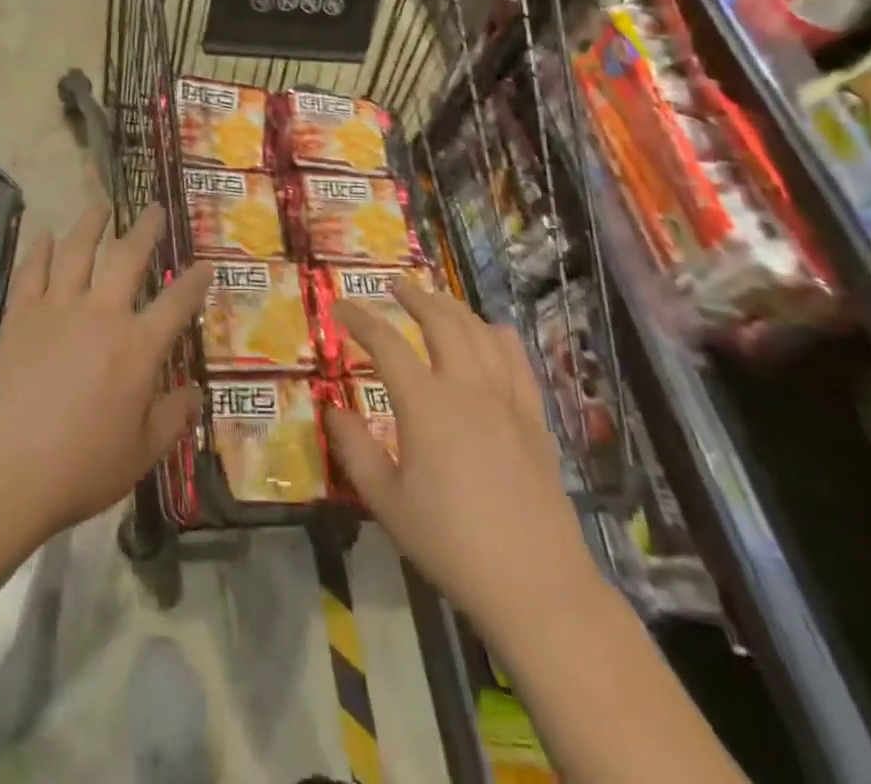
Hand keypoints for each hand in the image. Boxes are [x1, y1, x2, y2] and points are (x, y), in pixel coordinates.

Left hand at [0, 203, 208, 543]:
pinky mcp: (18, 318)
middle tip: (153, 208)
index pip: (176, 303)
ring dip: (91, 225)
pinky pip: (31, 272)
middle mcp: (100, 315)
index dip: (195, 281)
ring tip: (100, 206)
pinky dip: (37, 249)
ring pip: (76, 252)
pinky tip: (42, 234)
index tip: (206, 263)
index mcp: (137, 348)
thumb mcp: (139, 456)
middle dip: (145, 230)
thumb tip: (196, 395)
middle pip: (127, 258)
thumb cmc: (76, 470)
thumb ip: (171, 420)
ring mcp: (55, 310)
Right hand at [323, 279, 603, 632]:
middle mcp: (468, 388)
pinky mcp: (535, 420)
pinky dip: (500, 337)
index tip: (339, 307)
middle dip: (415, 297)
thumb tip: (333, 409)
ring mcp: (507, 400)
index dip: (359, 320)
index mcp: (426, 404)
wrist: (537, 585)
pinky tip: (494, 332)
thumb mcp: (387, 503)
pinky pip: (519, 362)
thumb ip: (356, 450)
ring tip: (437, 299)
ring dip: (455, 308)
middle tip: (394, 285)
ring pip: (481, 333)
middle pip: (441, 322)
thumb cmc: (452, 544)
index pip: (386, 344)